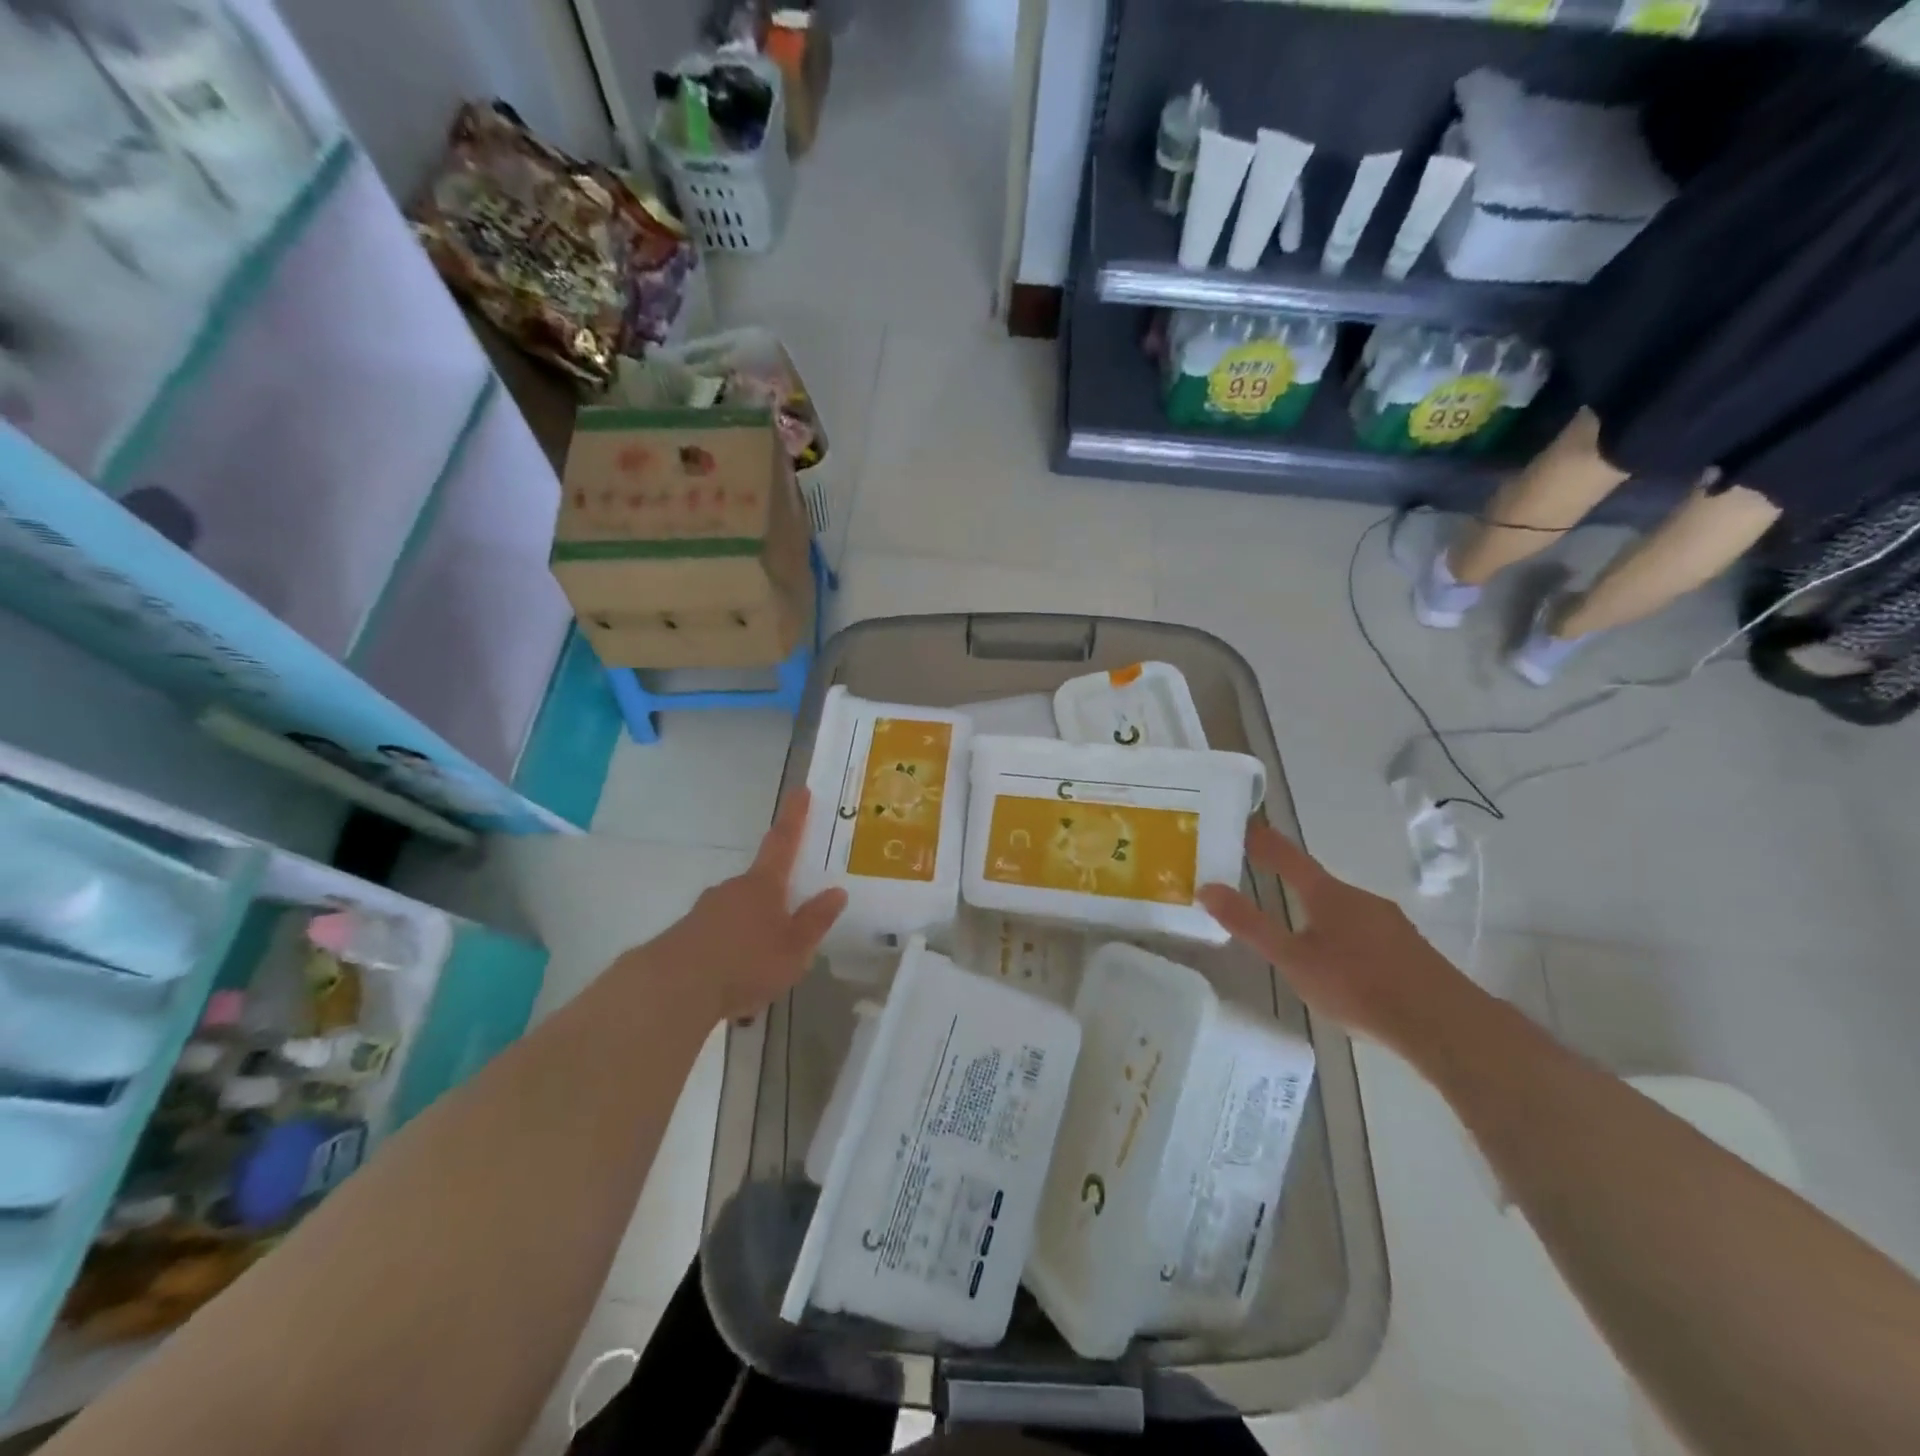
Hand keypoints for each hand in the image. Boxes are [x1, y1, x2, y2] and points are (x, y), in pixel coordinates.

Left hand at [645, 789, 846, 1022]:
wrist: (673, 988)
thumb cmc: (745, 962)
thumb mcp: (794, 948)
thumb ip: (815, 920)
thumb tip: (837, 891)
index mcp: (764, 885)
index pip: (783, 842)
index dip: (794, 816)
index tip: (801, 790)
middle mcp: (734, 888)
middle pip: (761, 884)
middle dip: (775, 899)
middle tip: (789, 928)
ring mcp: (706, 909)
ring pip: (739, 912)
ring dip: (753, 930)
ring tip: (762, 967)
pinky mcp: (687, 934)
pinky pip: (720, 935)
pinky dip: (732, 950)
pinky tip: (735, 978)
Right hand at [1197, 821, 1475, 1058]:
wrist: (1445, 1025)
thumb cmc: (1358, 986)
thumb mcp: (1294, 960)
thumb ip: (1251, 925)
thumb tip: (1207, 888)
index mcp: (1328, 895)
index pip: (1288, 857)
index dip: (1264, 842)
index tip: (1245, 826)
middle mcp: (1360, 898)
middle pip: (1318, 884)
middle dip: (1292, 883)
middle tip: (1266, 886)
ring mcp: (1390, 923)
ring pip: (1344, 911)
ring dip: (1320, 916)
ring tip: (1301, 939)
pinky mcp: (1409, 949)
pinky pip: (1366, 933)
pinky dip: (1345, 939)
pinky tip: (1344, 968)